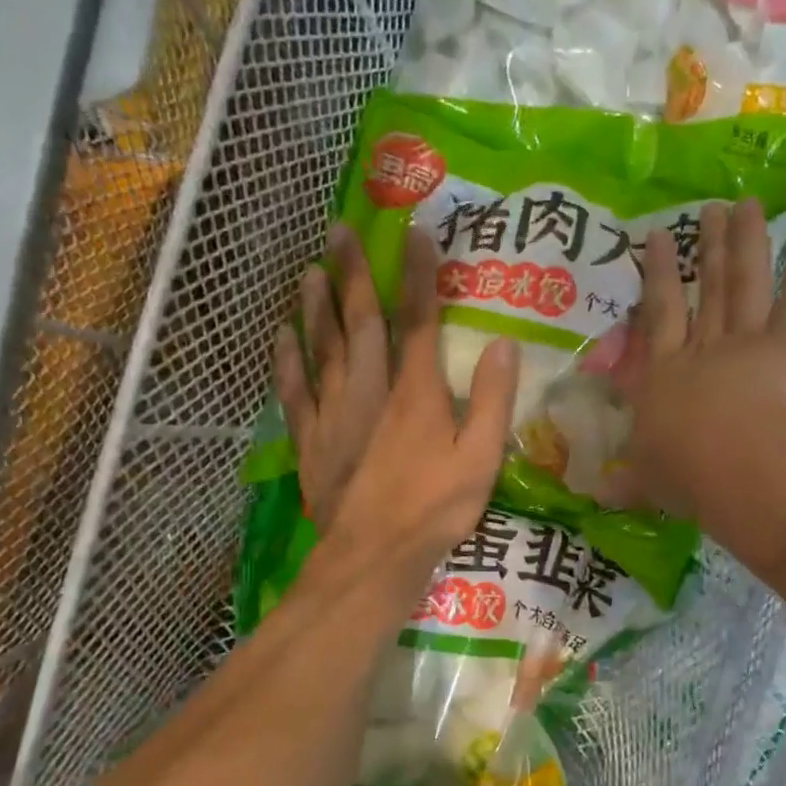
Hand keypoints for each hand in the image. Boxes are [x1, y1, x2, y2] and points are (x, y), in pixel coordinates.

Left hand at [273, 224, 517, 590]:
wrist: (374, 555)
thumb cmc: (435, 508)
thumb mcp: (482, 458)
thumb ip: (493, 399)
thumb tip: (504, 343)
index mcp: (415, 391)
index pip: (418, 319)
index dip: (419, 275)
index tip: (417, 232)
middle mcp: (369, 389)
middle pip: (360, 321)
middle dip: (353, 272)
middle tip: (341, 230)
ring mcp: (334, 413)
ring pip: (322, 347)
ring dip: (316, 305)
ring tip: (310, 269)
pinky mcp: (310, 439)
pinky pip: (294, 389)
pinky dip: (287, 359)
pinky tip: (282, 335)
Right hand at [606, 199, 785, 515]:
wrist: (737, 462)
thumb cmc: (684, 471)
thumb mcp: (647, 482)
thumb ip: (627, 484)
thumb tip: (595, 497)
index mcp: (664, 376)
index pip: (658, 316)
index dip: (657, 276)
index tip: (656, 237)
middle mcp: (703, 350)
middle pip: (706, 290)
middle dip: (707, 248)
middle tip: (711, 208)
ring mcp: (748, 342)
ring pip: (746, 284)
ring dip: (748, 244)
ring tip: (750, 205)